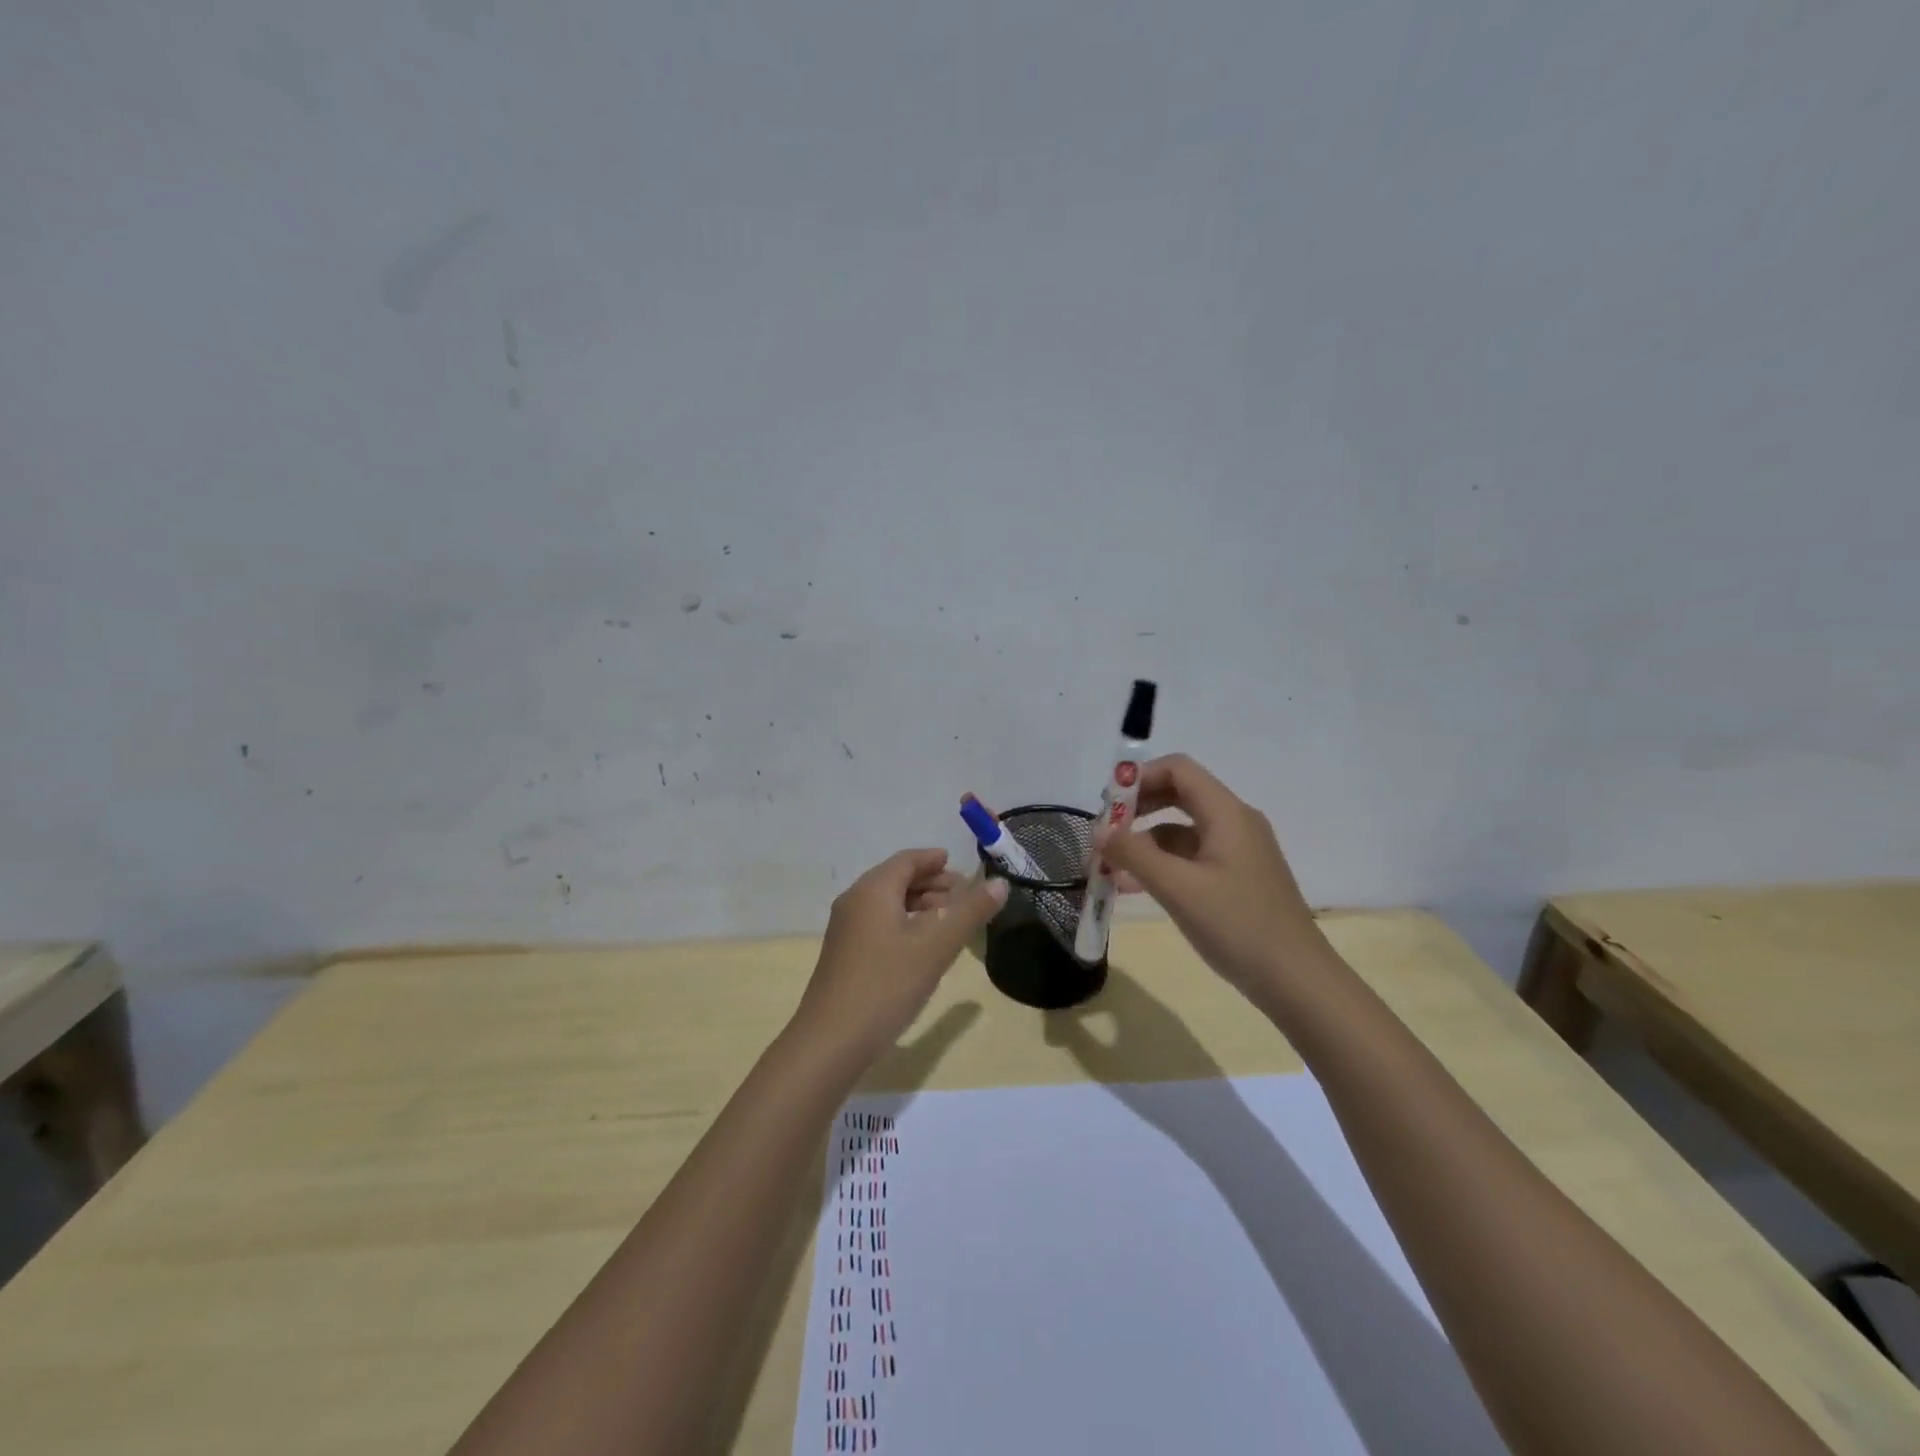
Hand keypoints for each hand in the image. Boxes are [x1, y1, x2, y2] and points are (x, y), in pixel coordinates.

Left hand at [790, 848, 1007, 1068]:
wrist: (831, 1041)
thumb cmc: (886, 985)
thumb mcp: (936, 948)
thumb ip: (969, 912)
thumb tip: (1000, 883)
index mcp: (873, 890)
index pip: (907, 860)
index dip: (933, 859)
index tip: (958, 864)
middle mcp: (855, 901)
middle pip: (896, 879)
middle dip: (931, 883)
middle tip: (964, 894)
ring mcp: (845, 929)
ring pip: (887, 903)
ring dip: (919, 904)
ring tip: (950, 919)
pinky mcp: (844, 954)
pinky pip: (878, 923)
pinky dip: (904, 923)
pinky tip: (923, 945)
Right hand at [1095, 754, 1321, 999]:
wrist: (1297, 981)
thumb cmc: (1237, 926)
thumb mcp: (1178, 888)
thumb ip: (1134, 854)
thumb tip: (1098, 832)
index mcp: (1227, 813)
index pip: (1178, 769)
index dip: (1139, 777)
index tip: (1107, 805)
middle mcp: (1235, 822)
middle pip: (1179, 794)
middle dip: (1138, 809)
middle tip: (1105, 833)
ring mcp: (1239, 851)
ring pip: (1182, 829)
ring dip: (1145, 841)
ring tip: (1112, 867)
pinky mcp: (1238, 877)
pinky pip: (1193, 856)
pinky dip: (1163, 863)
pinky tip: (1137, 887)